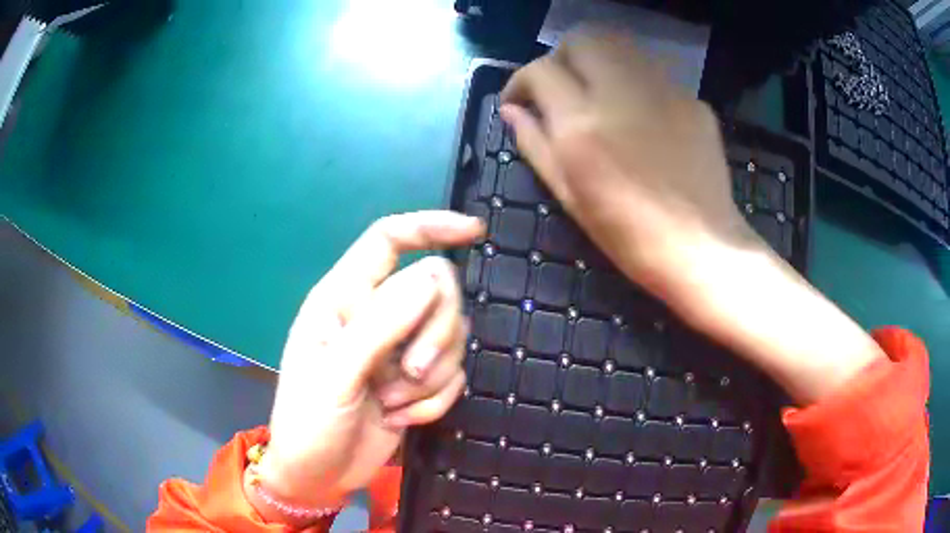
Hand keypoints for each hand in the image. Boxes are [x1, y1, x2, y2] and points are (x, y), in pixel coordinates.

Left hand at [249, 211, 482, 522]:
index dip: (430, 227)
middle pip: (435, 291)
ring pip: (451, 337)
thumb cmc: (309, 423)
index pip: (388, 241)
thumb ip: (381, 325)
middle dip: (434, 334)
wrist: (319, 477)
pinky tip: (402, 419)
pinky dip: (434, 401)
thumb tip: (433, 276)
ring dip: (431, 378)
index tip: (474, 232)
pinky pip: (453, 375)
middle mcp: (376, 315)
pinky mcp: (418, 383)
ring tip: (392, 404)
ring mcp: (400, 350)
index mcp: (344, 298)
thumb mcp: (336, 375)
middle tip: (409, 373)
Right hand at [501, 29, 752, 302]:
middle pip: (583, 37)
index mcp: (584, 124)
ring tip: (598, 95)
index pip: (540, 70)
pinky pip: (653, 74)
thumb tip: (512, 111)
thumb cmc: (629, 235)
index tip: (521, 102)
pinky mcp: (693, 101)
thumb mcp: (569, 197)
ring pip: (621, 44)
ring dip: (599, 61)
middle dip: (562, 56)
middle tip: (562, 88)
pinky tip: (641, 116)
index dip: (521, 82)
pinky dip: (635, 83)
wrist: (702, 249)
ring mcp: (665, 92)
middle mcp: (623, 94)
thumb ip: (534, 144)